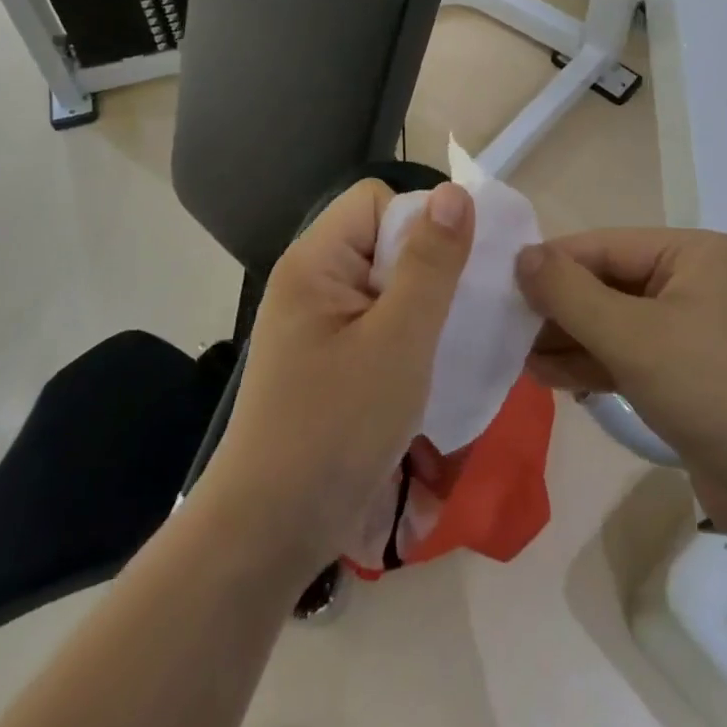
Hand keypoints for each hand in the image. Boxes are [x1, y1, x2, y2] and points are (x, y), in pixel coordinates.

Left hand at [198, 179, 473, 576]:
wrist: (269, 532)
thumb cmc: (336, 428)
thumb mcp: (398, 341)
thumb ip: (430, 264)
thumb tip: (456, 193)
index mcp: (314, 261)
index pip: (375, 202)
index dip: (419, 225)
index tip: (449, 275)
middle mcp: (309, 281)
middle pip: (380, 240)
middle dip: (427, 269)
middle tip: (456, 316)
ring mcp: (313, 323)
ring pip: (383, 285)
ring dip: (420, 308)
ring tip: (446, 344)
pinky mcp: (323, 359)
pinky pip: (374, 322)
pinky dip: (404, 337)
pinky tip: (425, 369)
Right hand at [515, 228, 726, 539]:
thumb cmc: (719, 391)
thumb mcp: (635, 337)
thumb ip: (570, 293)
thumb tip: (521, 256)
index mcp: (695, 254)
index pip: (604, 246)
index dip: (550, 264)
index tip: (497, 284)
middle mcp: (699, 284)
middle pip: (609, 284)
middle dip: (558, 309)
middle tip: (504, 329)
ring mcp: (699, 334)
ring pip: (618, 325)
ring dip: (570, 341)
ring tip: (518, 358)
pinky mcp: (696, 380)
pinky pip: (634, 359)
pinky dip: (595, 366)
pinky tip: (551, 378)